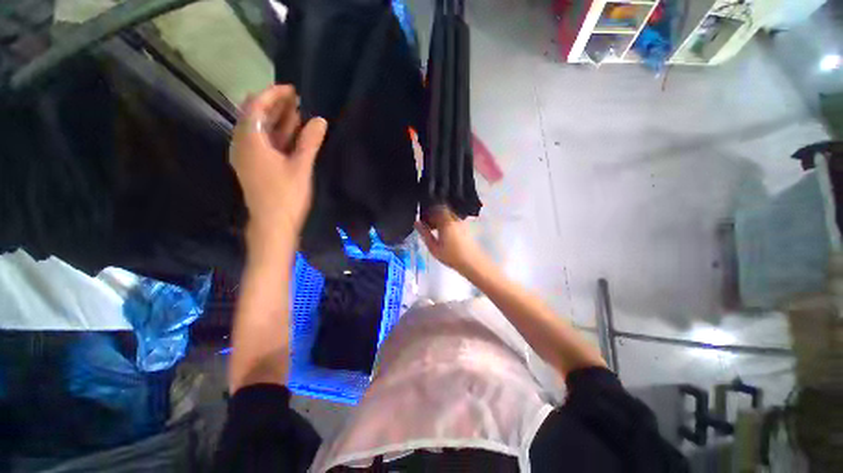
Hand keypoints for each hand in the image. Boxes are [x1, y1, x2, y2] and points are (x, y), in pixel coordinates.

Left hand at [230, 85, 327, 253]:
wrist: (273, 226)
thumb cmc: (287, 196)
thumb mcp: (301, 167)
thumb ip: (309, 142)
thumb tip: (320, 120)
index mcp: (250, 141)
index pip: (256, 106)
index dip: (273, 95)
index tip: (292, 90)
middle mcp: (242, 144)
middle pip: (255, 115)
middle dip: (275, 105)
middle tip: (298, 100)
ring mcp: (246, 157)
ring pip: (259, 130)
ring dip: (276, 120)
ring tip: (298, 114)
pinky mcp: (253, 167)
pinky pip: (261, 143)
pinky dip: (275, 135)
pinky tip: (291, 135)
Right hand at [415, 206, 488, 275]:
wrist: (472, 262)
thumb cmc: (451, 256)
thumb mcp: (433, 247)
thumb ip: (424, 233)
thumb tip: (417, 223)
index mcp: (445, 221)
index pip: (434, 208)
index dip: (426, 212)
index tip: (422, 220)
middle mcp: (454, 218)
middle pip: (442, 210)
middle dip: (433, 215)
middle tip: (427, 225)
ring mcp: (461, 222)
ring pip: (448, 214)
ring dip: (440, 219)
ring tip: (434, 230)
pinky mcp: (465, 227)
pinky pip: (453, 220)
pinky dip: (447, 223)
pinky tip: (444, 234)